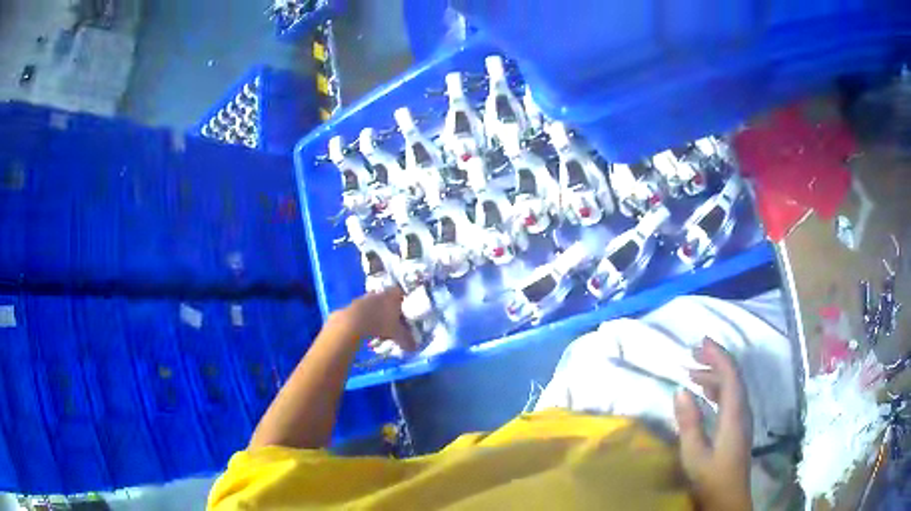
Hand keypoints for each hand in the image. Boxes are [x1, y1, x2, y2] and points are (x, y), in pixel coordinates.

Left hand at [345, 287, 417, 351]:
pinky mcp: (353, 305)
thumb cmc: (380, 324)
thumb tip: (414, 348)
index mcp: (391, 296)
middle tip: (393, 319)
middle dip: (389, 307)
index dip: (403, 300)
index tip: (405, 310)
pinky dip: (365, 316)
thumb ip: (406, 340)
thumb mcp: (396, 334)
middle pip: (386, 297)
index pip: (400, 292)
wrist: (353, 322)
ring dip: (376, 311)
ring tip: (378, 325)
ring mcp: (364, 298)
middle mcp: (379, 293)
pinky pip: (362, 309)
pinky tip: (366, 327)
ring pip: (373, 303)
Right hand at [674, 338, 752, 510]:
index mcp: (734, 413)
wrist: (728, 498)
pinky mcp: (738, 427)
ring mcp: (742, 418)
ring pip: (732, 387)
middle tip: (693, 352)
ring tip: (693, 371)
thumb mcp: (694, 453)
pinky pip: (730, 398)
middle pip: (733, 377)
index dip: (718, 355)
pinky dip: (717, 389)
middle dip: (715, 361)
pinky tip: (704, 394)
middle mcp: (742, 410)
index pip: (730, 375)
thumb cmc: (711, 477)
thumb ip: (689, 422)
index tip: (701, 342)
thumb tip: (680, 390)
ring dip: (714, 375)